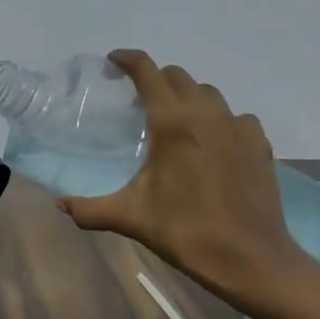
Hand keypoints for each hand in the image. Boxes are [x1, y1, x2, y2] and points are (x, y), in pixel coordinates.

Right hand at [57, 50, 302, 310]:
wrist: (251, 259)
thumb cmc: (186, 232)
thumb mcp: (131, 218)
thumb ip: (90, 209)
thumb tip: (60, 206)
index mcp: (172, 121)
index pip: (147, 71)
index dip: (128, 60)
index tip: (114, 61)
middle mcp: (206, 113)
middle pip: (178, 76)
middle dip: (156, 80)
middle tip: (139, 99)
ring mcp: (238, 126)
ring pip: (208, 93)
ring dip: (188, 97)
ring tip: (176, 120)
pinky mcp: (259, 143)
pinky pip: (235, 116)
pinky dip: (219, 120)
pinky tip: (213, 143)